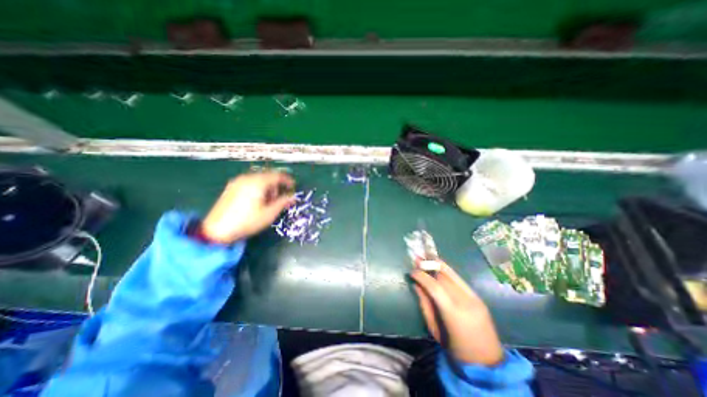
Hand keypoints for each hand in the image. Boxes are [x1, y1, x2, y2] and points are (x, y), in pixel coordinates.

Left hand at [202, 170, 294, 242]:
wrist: (216, 230)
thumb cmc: (247, 221)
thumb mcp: (269, 213)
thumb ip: (283, 202)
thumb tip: (293, 197)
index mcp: (258, 182)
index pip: (278, 176)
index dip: (288, 180)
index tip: (294, 187)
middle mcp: (248, 178)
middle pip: (268, 175)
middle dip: (277, 184)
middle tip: (280, 197)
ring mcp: (238, 181)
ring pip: (259, 178)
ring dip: (268, 186)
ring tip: (269, 200)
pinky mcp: (231, 187)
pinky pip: (250, 182)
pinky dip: (258, 187)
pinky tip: (257, 199)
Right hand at [412, 261, 504, 364]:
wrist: (486, 362)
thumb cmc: (454, 349)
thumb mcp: (434, 329)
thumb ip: (424, 304)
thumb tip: (416, 285)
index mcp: (453, 313)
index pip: (434, 287)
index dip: (422, 276)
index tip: (412, 271)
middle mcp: (465, 301)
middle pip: (444, 276)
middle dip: (429, 265)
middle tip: (417, 259)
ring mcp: (474, 298)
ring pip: (452, 275)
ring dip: (438, 265)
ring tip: (426, 257)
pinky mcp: (478, 297)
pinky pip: (459, 280)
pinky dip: (447, 272)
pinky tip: (439, 267)